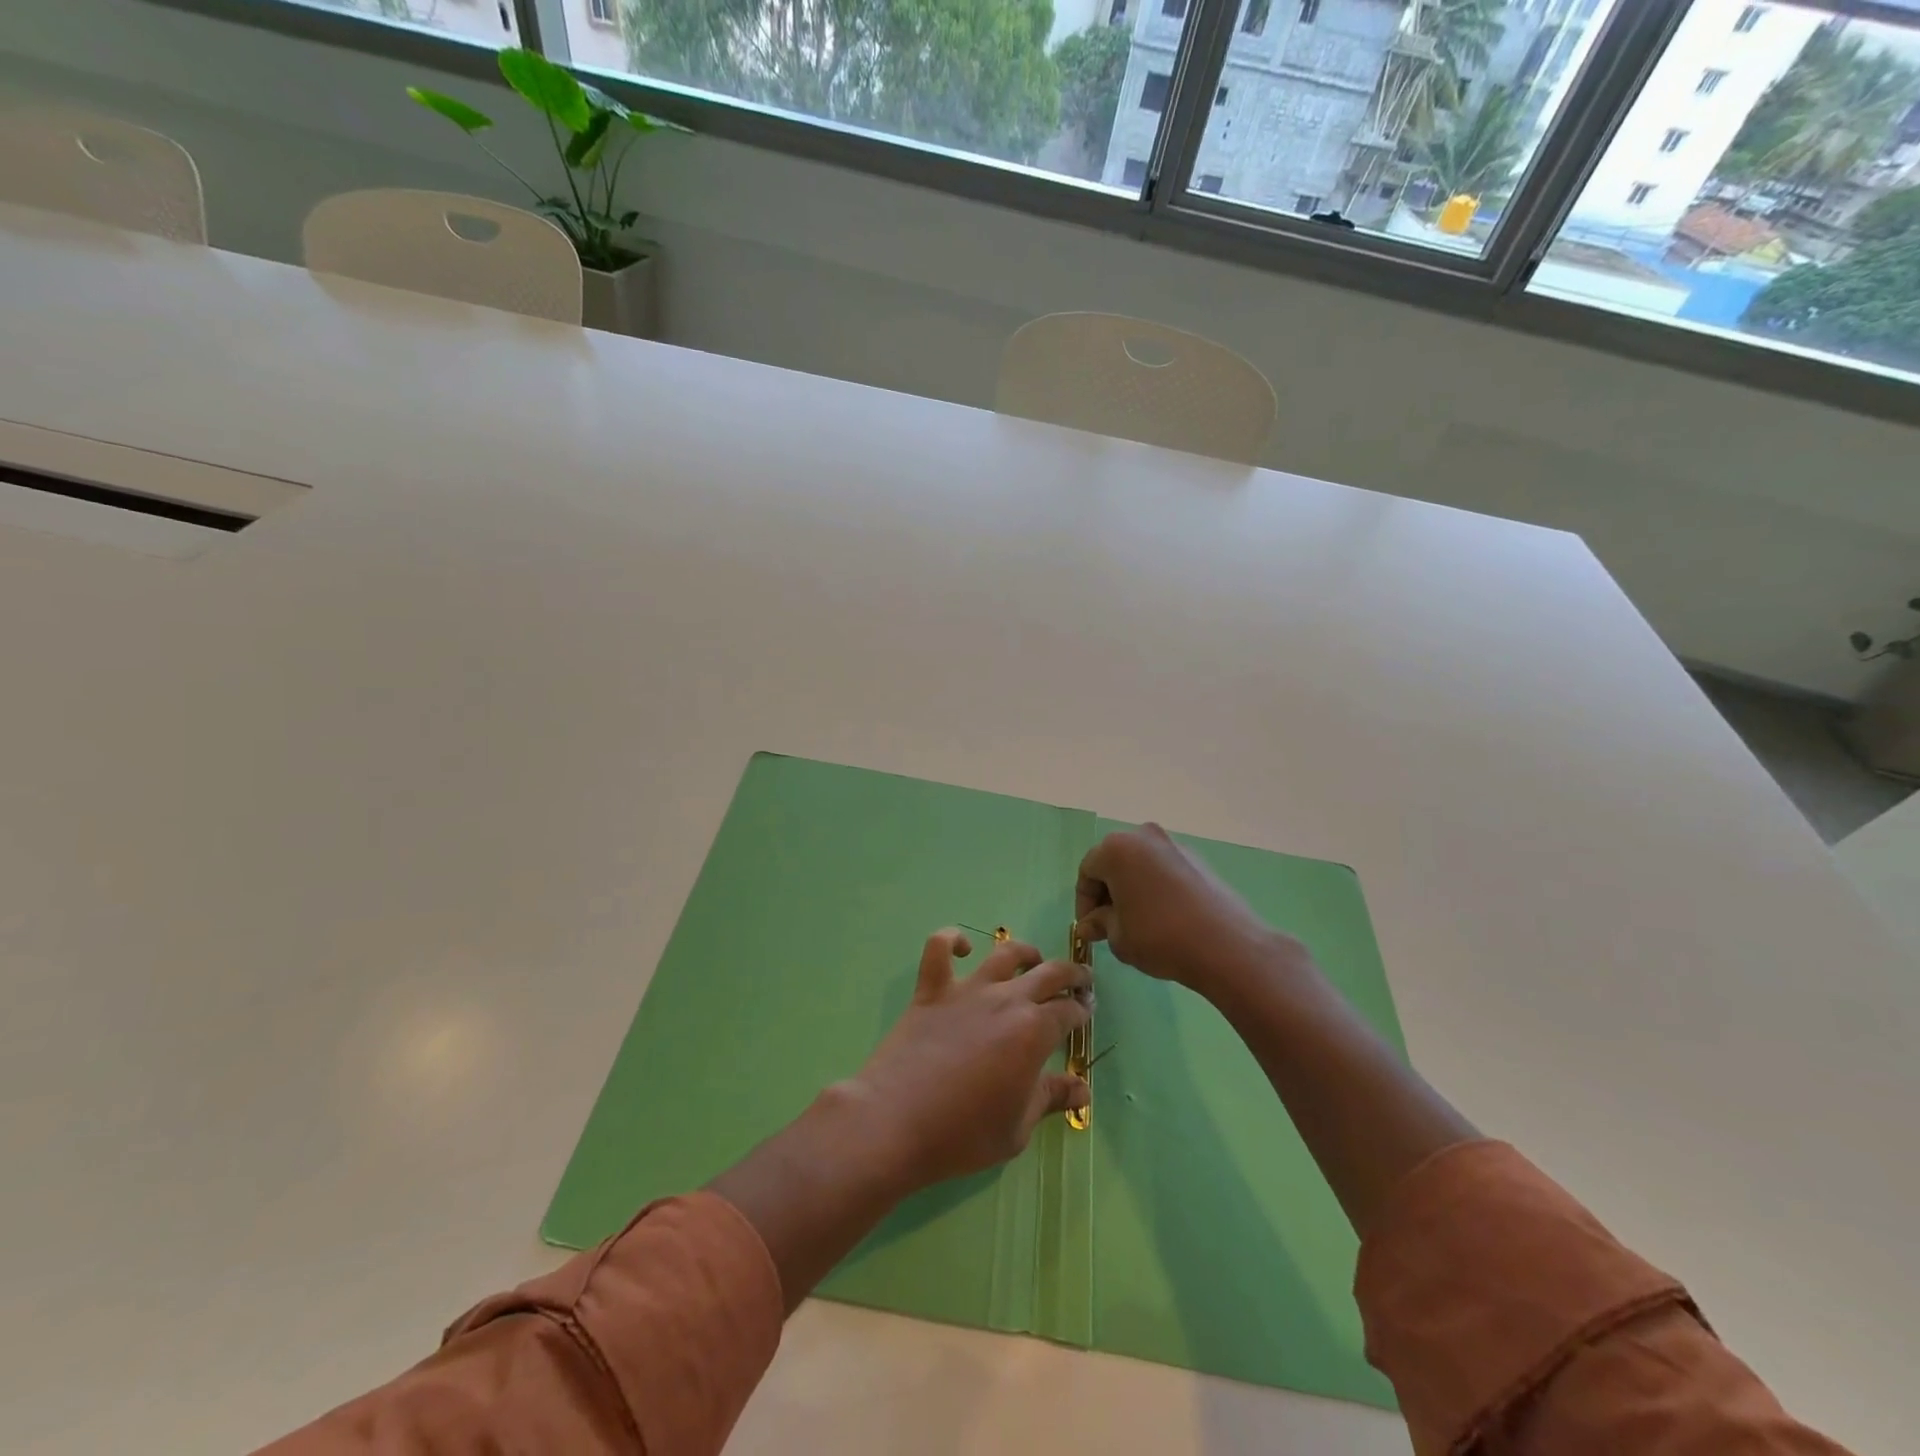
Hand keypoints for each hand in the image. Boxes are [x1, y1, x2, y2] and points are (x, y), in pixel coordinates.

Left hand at [845, 929, 1090, 1194]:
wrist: (896, 1122)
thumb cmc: (963, 1134)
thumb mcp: (1017, 1128)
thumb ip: (1051, 1099)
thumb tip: (1083, 1090)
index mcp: (1034, 1032)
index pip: (1069, 1012)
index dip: (1082, 1011)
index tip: (1086, 1013)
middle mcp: (1006, 1000)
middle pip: (1049, 973)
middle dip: (1072, 974)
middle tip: (1079, 980)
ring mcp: (967, 990)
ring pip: (1004, 954)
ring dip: (1025, 952)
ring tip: (1033, 959)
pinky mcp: (931, 990)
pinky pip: (939, 948)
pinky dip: (951, 940)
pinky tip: (962, 947)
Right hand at [1076, 824, 1299, 996]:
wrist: (1226, 945)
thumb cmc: (1159, 936)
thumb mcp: (1118, 937)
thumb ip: (1099, 924)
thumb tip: (1090, 925)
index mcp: (1116, 849)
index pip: (1087, 871)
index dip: (1084, 902)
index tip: (1091, 929)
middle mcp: (1144, 836)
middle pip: (1114, 862)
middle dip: (1108, 892)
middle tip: (1110, 925)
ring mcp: (1174, 844)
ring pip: (1141, 865)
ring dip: (1132, 889)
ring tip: (1138, 922)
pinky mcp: (1198, 859)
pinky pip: (1164, 870)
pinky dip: (1156, 888)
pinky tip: (1164, 917)